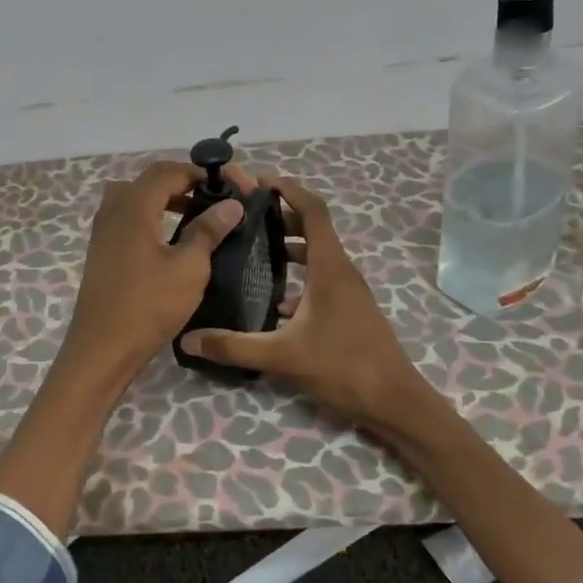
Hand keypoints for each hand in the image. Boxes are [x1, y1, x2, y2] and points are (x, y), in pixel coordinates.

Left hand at [59, 160, 244, 384]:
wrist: (102, 348)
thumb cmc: (149, 305)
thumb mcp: (189, 267)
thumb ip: (208, 230)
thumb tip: (231, 205)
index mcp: (134, 206)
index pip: (169, 171)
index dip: (202, 173)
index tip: (232, 186)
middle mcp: (114, 209)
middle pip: (151, 181)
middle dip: (185, 183)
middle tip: (215, 199)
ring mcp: (103, 230)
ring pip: (138, 198)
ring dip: (168, 200)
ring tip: (198, 217)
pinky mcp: (102, 250)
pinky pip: (129, 218)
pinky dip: (153, 218)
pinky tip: (173, 241)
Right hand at [179, 174, 438, 440]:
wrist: (394, 401)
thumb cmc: (343, 367)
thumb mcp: (282, 357)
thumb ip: (234, 347)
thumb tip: (188, 339)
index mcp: (330, 267)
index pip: (312, 210)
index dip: (288, 189)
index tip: (258, 181)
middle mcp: (341, 271)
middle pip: (312, 228)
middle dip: (280, 216)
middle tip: (243, 216)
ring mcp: (349, 291)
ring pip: (317, 255)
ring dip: (289, 246)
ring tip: (252, 250)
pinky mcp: (349, 309)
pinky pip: (321, 278)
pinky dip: (298, 275)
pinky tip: (274, 301)